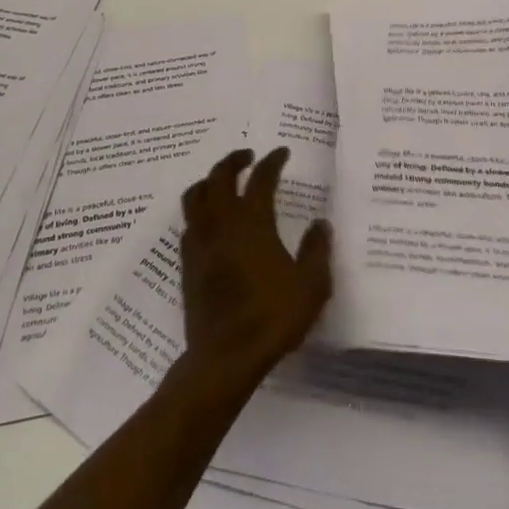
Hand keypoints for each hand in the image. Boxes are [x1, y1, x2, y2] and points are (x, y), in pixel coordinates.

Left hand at [178, 147, 332, 388]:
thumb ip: (317, 250)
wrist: (225, 356)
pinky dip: (199, 212)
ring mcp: (200, 242)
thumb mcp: (311, 285)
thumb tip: (321, 223)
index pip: (261, 178)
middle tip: (248, 156)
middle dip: (234, 160)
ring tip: (222, 182)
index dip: (272, 161)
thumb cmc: (272, 317)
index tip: (282, 152)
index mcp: (253, 222)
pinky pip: (188, 223)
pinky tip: (210, 223)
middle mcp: (223, 222)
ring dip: (209, 181)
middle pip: (220, 176)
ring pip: (195, 195)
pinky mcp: (187, 263)